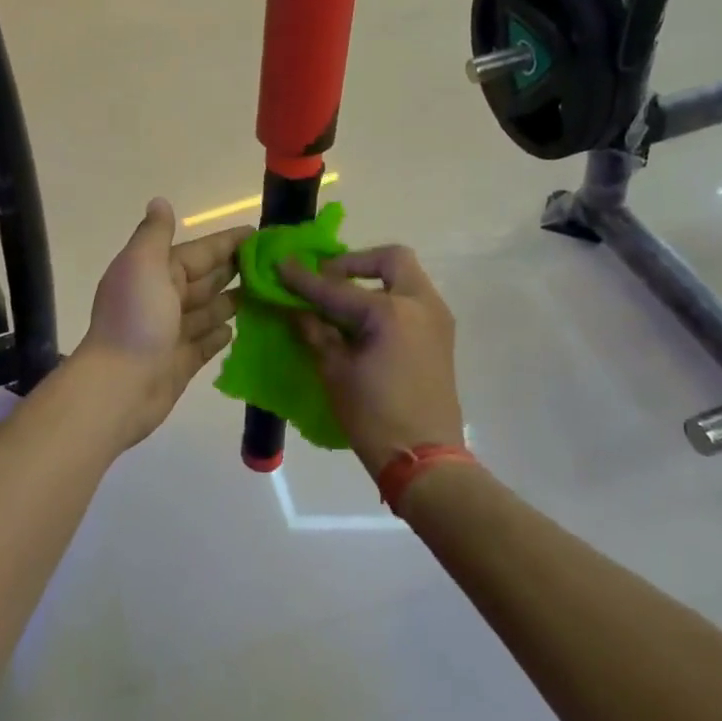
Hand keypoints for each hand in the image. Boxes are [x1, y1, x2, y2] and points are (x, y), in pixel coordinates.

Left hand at [79, 199, 250, 448]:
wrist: (119, 386)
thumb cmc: (136, 319)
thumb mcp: (143, 264)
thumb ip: (155, 233)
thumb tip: (160, 201)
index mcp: (156, 272)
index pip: (199, 252)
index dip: (227, 242)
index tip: (260, 234)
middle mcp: (164, 299)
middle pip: (206, 279)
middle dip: (235, 269)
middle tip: (274, 265)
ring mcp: (173, 332)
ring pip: (209, 310)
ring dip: (234, 300)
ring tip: (269, 294)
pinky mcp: (181, 362)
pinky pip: (206, 343)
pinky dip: (221, 334)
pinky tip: (240, 328)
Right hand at [279, 246, 463, 477]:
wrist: (426, 461)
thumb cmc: (374, 417)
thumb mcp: (335, 372)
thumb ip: (315, 331)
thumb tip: (295, 308)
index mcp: (391, 312)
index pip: (337, 288)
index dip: (304, 279)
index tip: (280, 266)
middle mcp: (420, 304)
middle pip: (391, 259)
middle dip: (355, 262)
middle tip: (327, 279)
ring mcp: (436, 318)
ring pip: (406, 277)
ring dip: (374, 279)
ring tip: (341, 301)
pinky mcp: (441, 336)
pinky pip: (412, 299)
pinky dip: (388, 298)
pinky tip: (362, 321)